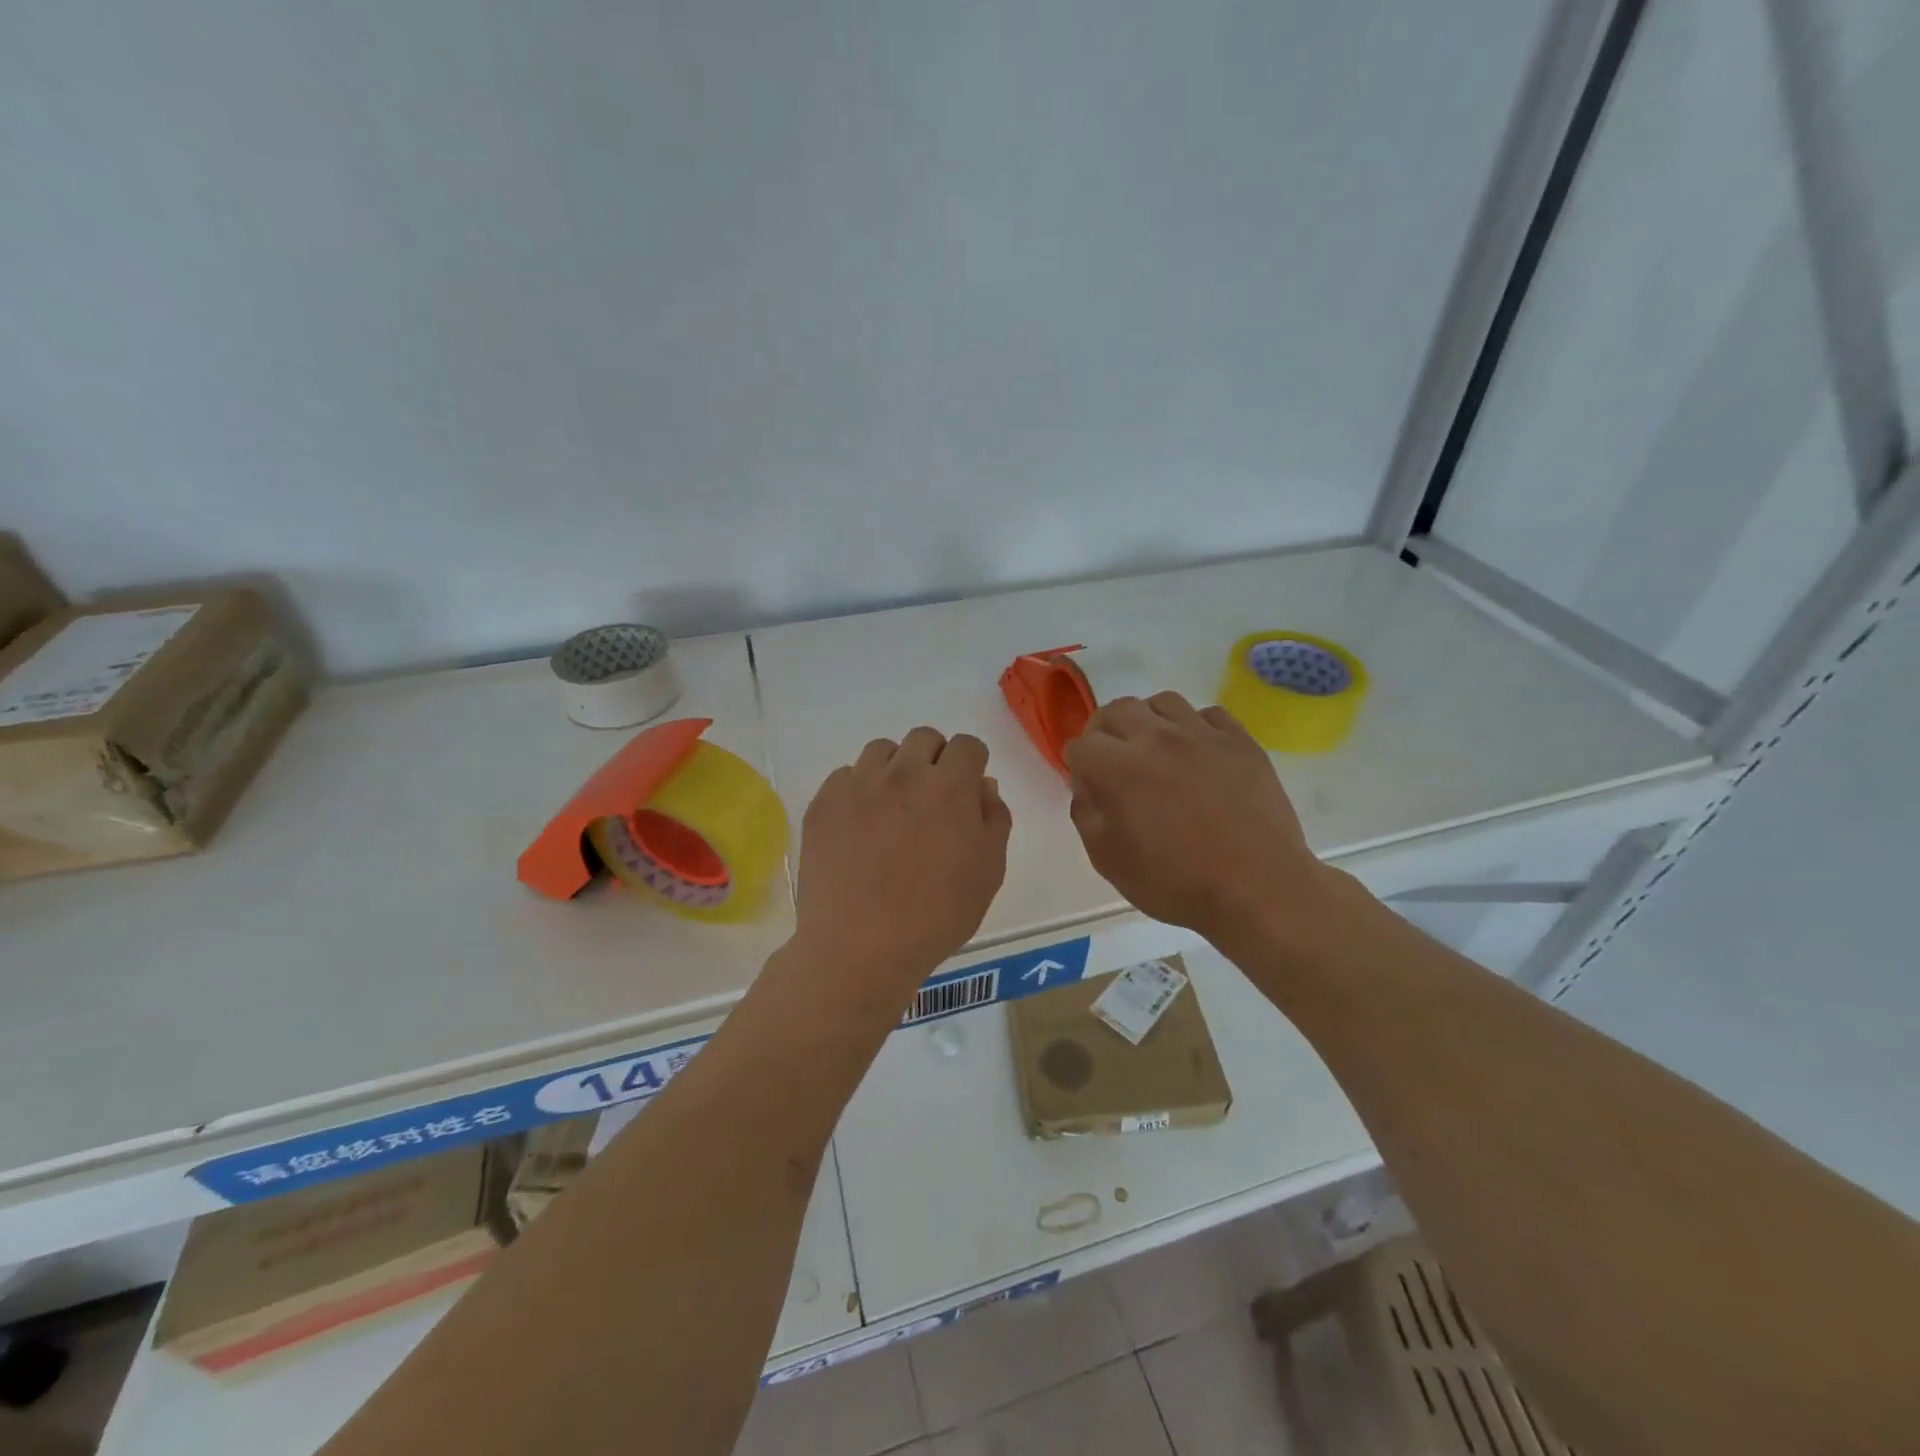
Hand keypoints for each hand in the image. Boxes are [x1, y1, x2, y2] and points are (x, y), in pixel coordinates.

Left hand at [794, 728, 1011, 1004]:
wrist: (859, 946)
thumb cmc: (936, 915)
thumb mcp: (988, 872)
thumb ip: (993, 818)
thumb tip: (983, 785)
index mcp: (949, 787)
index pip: (967, 746)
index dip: (971, 764)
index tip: (966, 791)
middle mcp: (903, 773)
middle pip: (924, 738)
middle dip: (935, 759)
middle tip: (931, 799)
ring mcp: (858, 785)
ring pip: (882, 751)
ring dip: (895, 768)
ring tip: (892, 808)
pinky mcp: (824, 802)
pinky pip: (846, 775)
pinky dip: (858, 790)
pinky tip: (859, 826)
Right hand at [1065, 692, 1328, 946]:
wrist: (1256, 889)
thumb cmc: (1175, 882)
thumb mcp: (1108, 860)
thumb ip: (1086, 813)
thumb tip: (1088, 785)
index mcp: (1118, 767)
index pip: (1081, 744)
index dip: (1079, 766)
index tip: (1090, 786)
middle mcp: (1156, 738)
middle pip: (1117, 709)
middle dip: (1106, 732)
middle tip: (1115, 761)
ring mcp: (1201, 734)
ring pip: (1162, 702)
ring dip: (1149, 721)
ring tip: (1156, 750)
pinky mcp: (1239, 740)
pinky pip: (1208, 714)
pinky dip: (1194, 727)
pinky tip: (1198, 754)